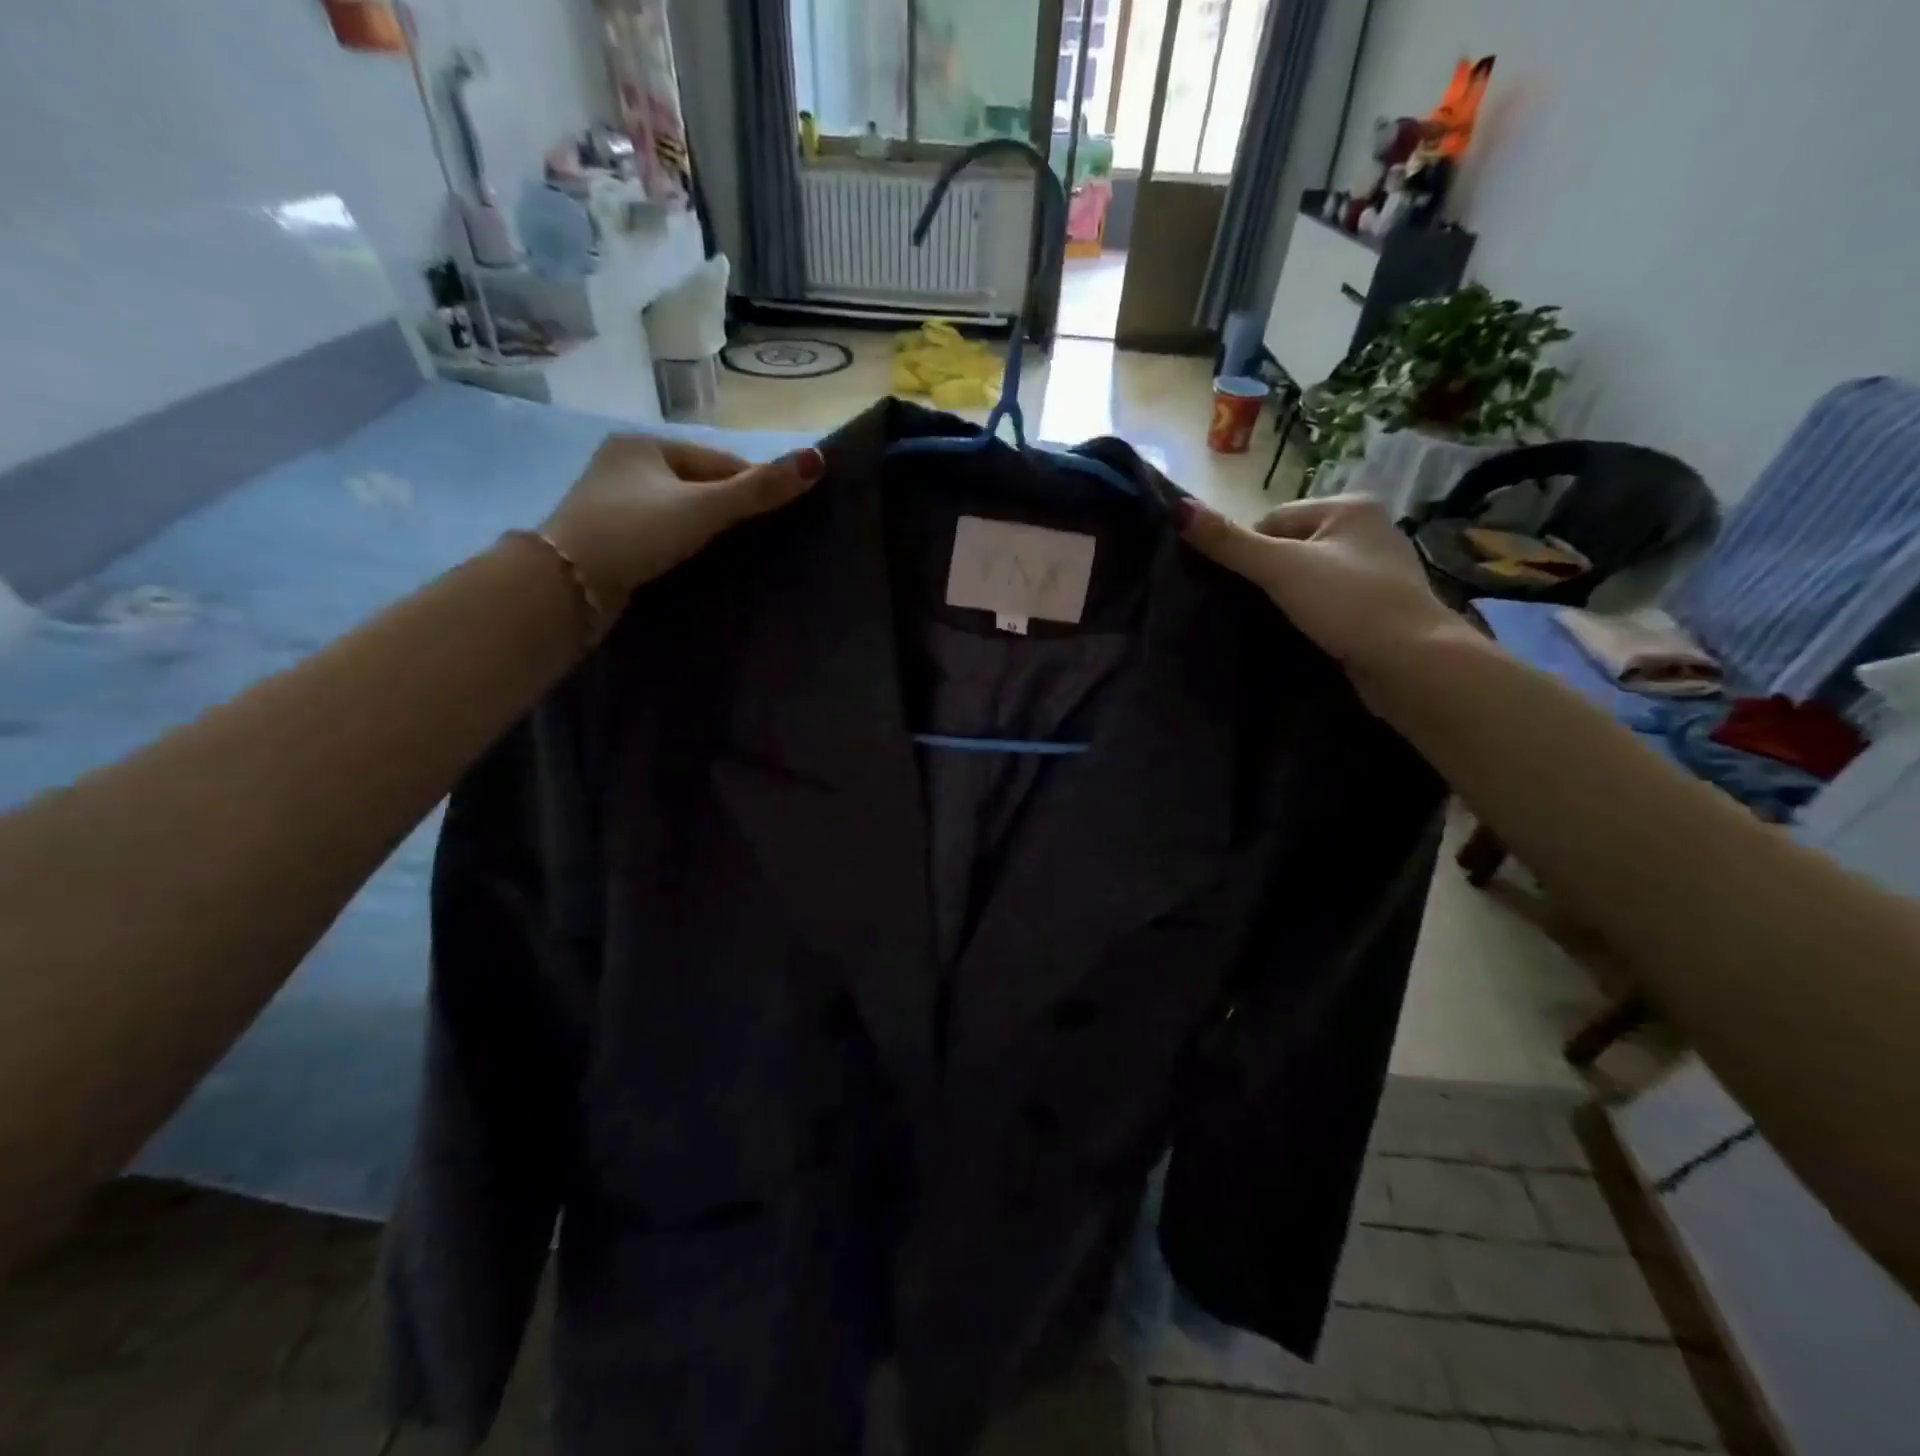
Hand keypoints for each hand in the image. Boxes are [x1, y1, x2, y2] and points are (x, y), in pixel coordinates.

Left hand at [540, 436, 823, 607]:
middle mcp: (624, 465)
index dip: (753, 485)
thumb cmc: (636, 532)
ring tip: (736, 556)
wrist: (566, 585)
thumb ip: (759, 489)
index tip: (784, 515)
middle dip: (730, 509)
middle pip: (698, 486)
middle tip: (764, 540)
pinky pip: (661, 534)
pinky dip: (683, 545)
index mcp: (645, 445)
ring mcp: (612, 503)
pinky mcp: (608, 539)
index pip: (718, 462)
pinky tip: (699, 564)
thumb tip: (818, 460)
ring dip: (707, 530)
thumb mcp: (704, 507)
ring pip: (680, 512)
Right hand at [1178, 496, 1460, 672]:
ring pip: (1308, 575)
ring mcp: (1378, 568)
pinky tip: (1304, 632)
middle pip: (1290, 546)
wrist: (1411, 662)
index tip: (1243, 586)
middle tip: (1255, 607)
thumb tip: (1177, 509)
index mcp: (1350, 506)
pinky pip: (1328, 599)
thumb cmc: (1347, 602)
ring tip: (1277, 622)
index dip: (1249, 552)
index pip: (1272, 520)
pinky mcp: (1379, 605)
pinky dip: (1311, 613)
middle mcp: (1369, 528)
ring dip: (1288, 596)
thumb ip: (1228, 542)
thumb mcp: (1279, 567)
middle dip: (1268, 575)